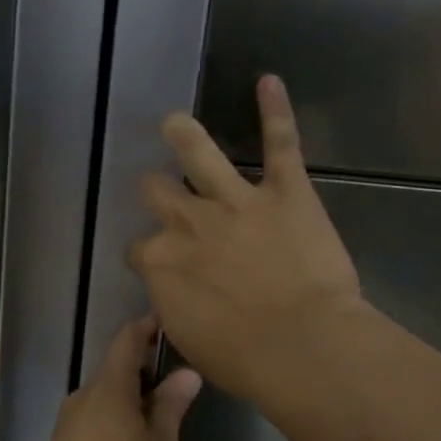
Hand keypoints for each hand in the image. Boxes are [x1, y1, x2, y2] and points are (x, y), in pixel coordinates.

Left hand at [32, 317, 202, 440]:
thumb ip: (171, 407)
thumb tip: (186, 372)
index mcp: (108, 388)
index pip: (127, 340)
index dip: (148, 327)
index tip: (170, 323)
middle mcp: (83, 397)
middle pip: (115, 371)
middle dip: (146, 372)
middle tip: (180, 383)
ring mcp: (68, 423)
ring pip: (105, 399)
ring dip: (132, 400)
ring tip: (163, 419)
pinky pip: (95, 420)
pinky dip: (117, 421)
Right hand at [129, 75, 362, 402]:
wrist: (300, 345)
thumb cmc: (243, 359)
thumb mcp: (190, 340)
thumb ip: (175, 306)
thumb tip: (173, 296)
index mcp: (161, 263)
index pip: (140, 249)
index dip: (149, 255)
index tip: (160, 265)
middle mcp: (189, 223)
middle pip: (157, 194)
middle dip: (155, 192)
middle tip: (160, 193)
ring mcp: (236, 201)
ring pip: (199, 154)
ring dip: (184, 135)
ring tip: (175, 122)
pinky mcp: (285, 191)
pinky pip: (279, 142)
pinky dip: (275, 110)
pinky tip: (269, 81)